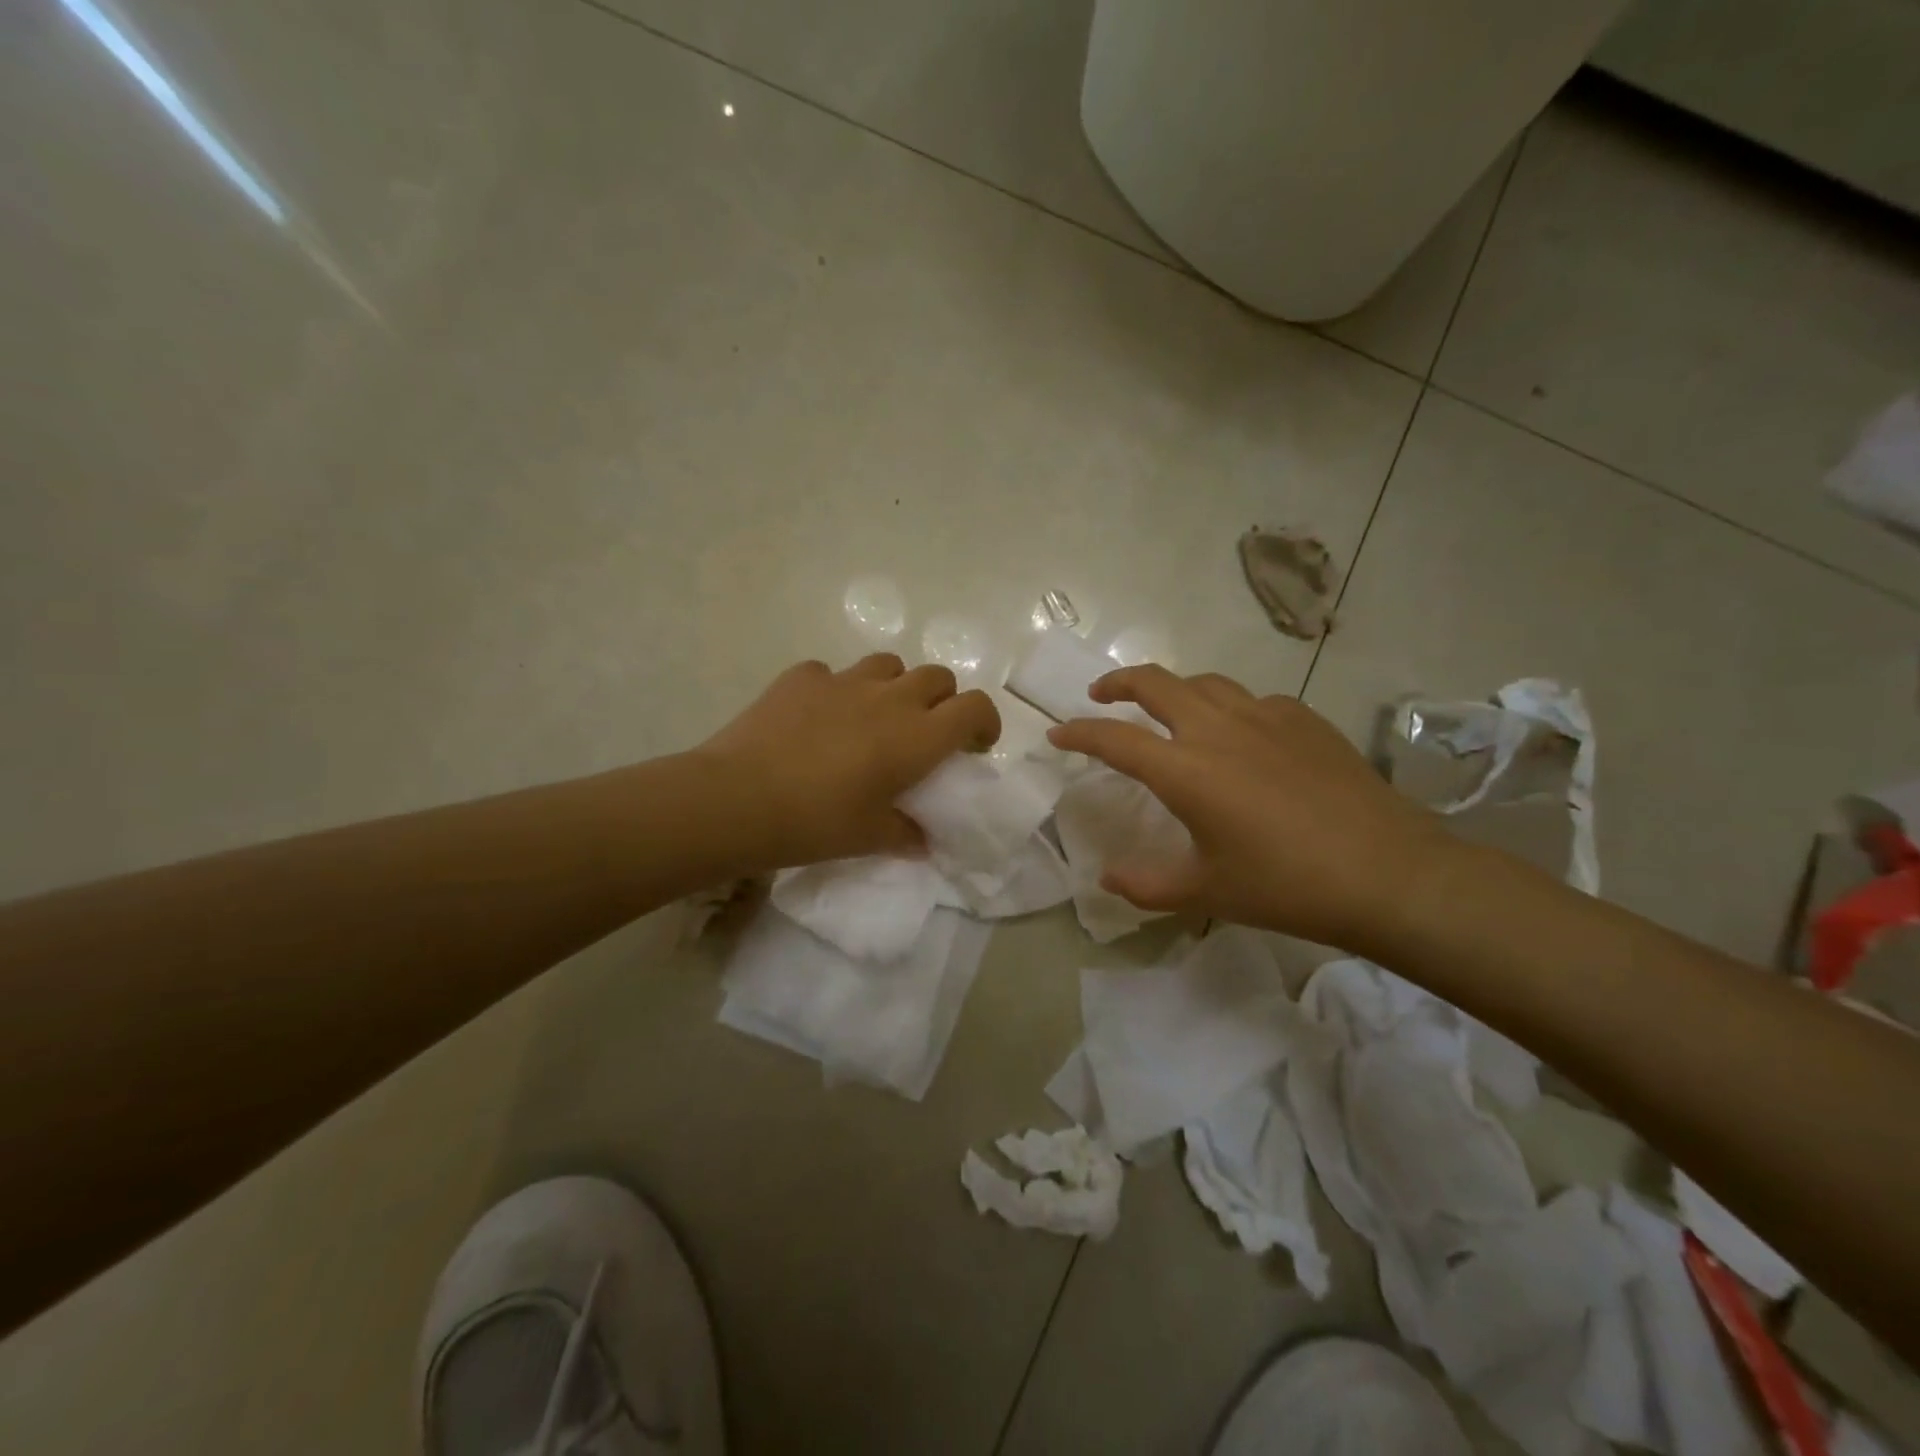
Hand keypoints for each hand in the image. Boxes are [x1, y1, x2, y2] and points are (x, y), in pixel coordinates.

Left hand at [694, 654, 1000, 869]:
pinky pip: (833, 674)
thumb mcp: (870, 838)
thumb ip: (906, 834)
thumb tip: (922, 839)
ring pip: (889, 665)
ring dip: (895, 687)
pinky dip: (838, 691)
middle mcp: (889, 698)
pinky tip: (819, 718)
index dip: (985, 722)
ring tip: (875, 718)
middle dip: (943, 701)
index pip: (975, 707)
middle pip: (937, 677)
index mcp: (916, 736)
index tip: (975, 746)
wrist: (737, 799)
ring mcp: (843, 680)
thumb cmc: (816, 823)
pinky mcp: (802, 677)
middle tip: (925, 735)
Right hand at [1047, 665, 1452, 950]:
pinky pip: (1253, 700)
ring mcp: (1266, 717)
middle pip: (1155, 682)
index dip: (1078, 732)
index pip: (1114, 738)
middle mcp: (1218, 729)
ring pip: (1204, 682)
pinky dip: (1229, 708)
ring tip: (1166, 709)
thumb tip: (1107, 879)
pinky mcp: (1305, 720)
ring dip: (1173, 688)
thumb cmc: (1287, 886)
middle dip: (1118, 683)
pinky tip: (1241, 735)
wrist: (1389, 874)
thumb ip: (1147, 885)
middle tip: (1101, 695)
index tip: (1057, 734)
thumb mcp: (1206, 893)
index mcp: (1186, 770)